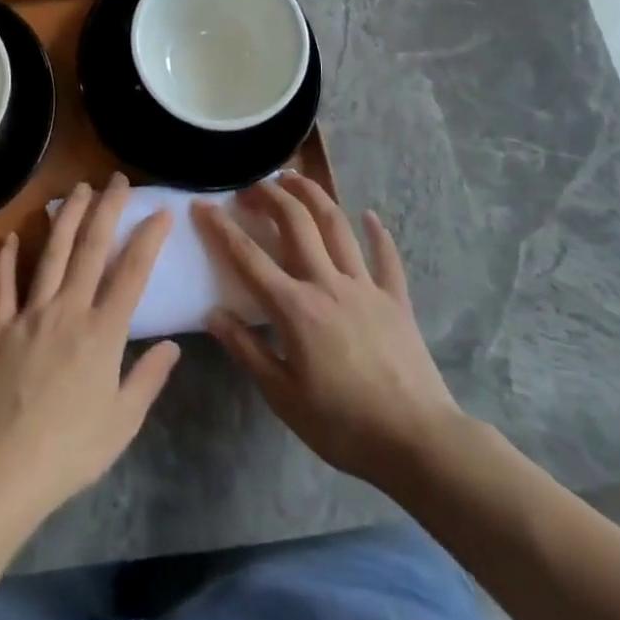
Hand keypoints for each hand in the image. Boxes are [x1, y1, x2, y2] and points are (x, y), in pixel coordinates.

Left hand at [0, 174, 180, 518]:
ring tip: (77, 189)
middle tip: (115, 180)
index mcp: (103, 332)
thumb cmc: (72, 449)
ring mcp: (31, 314)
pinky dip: (5, 260)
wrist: (5, 466)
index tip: (160, 210)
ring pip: (51, 254)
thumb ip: (148, 378)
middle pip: (91, 249)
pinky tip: (9, 237)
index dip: (148, 238)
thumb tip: (173, 345)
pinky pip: (3, 287)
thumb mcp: (123, 421)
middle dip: (106, 209)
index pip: (132, 272)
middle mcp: (69, 309)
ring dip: (66, 218)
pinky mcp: (0, 328)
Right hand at [195, 173, 460, 492]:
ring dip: (314, 196)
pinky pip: (386, 258)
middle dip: (270, 196)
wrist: (418, 441)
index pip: (248, 257)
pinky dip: (378, 233)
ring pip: (336, 226)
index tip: (201, 205)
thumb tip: (213, 315)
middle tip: (251, 183)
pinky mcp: (395, 299)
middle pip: (295, 223)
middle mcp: (327, 283)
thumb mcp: (283, 397)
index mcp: (295, 308)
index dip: (221, 227)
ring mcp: (364, 286)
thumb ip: (247, 351)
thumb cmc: (343, 426)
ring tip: (295, 178)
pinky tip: (370, 216)